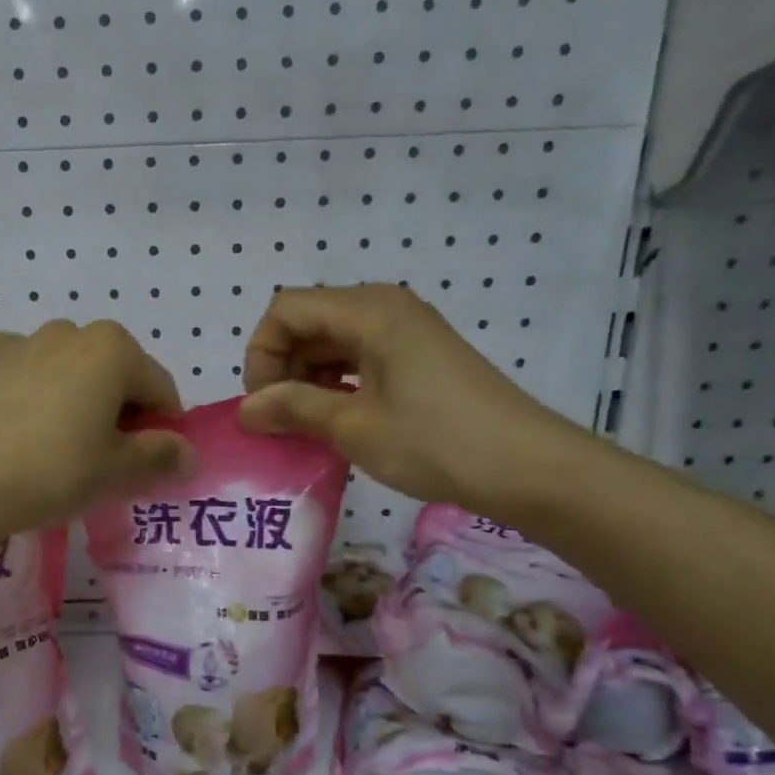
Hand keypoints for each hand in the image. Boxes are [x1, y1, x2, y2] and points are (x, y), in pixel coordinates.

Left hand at [0, 320, 194, 541]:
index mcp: (113, 349)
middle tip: (104, 456)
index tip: (151, 461)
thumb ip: (161, 455)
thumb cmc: (53, 471)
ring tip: (57, 443)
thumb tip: (189, 454)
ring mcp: (21, 339)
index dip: (164, 427)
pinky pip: (25, 371)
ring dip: (76, 397)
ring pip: (68, 369)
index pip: (160, 388)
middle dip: (119, 409)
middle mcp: (70, 331)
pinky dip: (33, 391)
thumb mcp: (117, 470)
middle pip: (114, 372)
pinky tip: (19, 427)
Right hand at [237, 285, 595, 518]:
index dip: (262, 353)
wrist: (529, 467)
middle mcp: (386, 307)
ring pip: (334, 340)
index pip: (286, 309)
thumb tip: (245, 410)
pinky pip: (361, 356)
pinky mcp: (420, 355)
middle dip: (283, 366)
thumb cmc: (435, 442)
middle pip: (309, 320)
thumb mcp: (355, 426)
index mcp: (369, 311)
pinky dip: (338, 382)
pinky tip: (339, 419)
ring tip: (307, 425)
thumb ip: (294, 409)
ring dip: (309, 377)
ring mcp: (406, 330)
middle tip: (282, 420)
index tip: (265, 404)